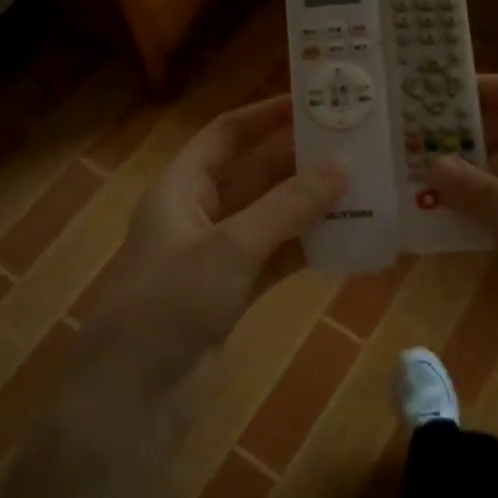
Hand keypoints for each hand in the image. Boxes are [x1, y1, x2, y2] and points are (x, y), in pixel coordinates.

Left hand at [53, 94, 347, 450]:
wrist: (136, 396)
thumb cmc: (172, 302)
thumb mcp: (231, 247)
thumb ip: (287, 207)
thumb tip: (341, 168)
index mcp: (180, 188)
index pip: (225, 135)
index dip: (265, 116)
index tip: (312, 102)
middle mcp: (197, 214)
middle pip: (253, 174)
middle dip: (298, 161)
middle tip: (353, 144)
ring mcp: (216, 256)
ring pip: (270, 217)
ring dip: (309, 205)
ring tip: (362, 186)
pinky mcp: (232, 293)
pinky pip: (276, 257)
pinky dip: (306, 248)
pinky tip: (347, 239)